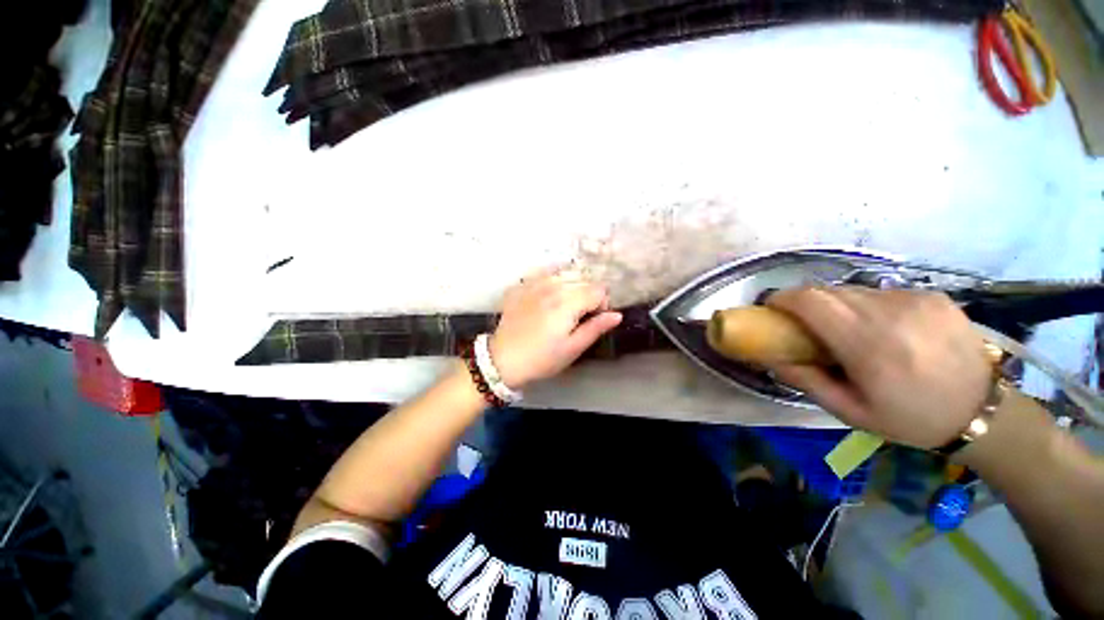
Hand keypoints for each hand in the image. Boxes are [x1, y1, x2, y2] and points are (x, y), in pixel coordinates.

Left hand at [489, 268, 622, 388]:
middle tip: (579, 315)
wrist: (502, 360)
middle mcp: (552, 285)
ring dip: (571, 285)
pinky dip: (552, 279)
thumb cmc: (542, 358)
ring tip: (564, 305)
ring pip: (565, 273)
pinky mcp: (521, 285)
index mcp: (568, 302)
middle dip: (588, 294)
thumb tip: (617, 315)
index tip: (593, 320)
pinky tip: (548, 294)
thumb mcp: (573, 348)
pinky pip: (543, 272)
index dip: (602, 304)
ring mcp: (534, 282)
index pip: (599, 290)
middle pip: (583, 279)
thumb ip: (596, 328)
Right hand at [765, 287, 993, 448]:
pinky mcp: (931, 295)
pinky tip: (881, 328)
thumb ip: (805, 380)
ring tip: (846, 331)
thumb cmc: (911, 419)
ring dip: (836, 306)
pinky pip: (879, 293)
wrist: (983, 412)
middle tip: (804, 326)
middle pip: (827, 291)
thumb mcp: (850, 412)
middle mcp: (891, 313)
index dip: (783, 299)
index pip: (811, 301)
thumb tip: (770, 357)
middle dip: (805, 304)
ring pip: (852, 290)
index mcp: (869, 345)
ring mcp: (914, 299)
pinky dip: (866, 306)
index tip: (772, 310)